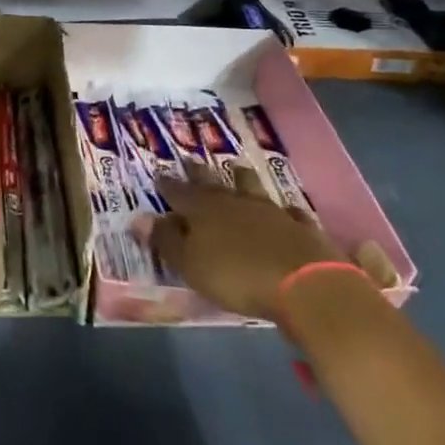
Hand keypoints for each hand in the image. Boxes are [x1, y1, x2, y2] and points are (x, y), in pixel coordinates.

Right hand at [143, 176, 341, 319]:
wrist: (305, 284)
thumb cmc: (237, 276)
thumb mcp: (191, 264)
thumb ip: (166, 241)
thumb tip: (139, 218)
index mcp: (203, 210)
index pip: (179, 192)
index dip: (168, 185)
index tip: (159, 174)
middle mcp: (234, 202)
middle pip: (213, 183)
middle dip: (200, 173)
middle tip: (191, 161)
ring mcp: (270, 211)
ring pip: (251, 187)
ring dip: (242, 178)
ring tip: (237, 169)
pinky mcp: (300, 227)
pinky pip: (289, 212)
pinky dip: (284, 210)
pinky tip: (286, 210)